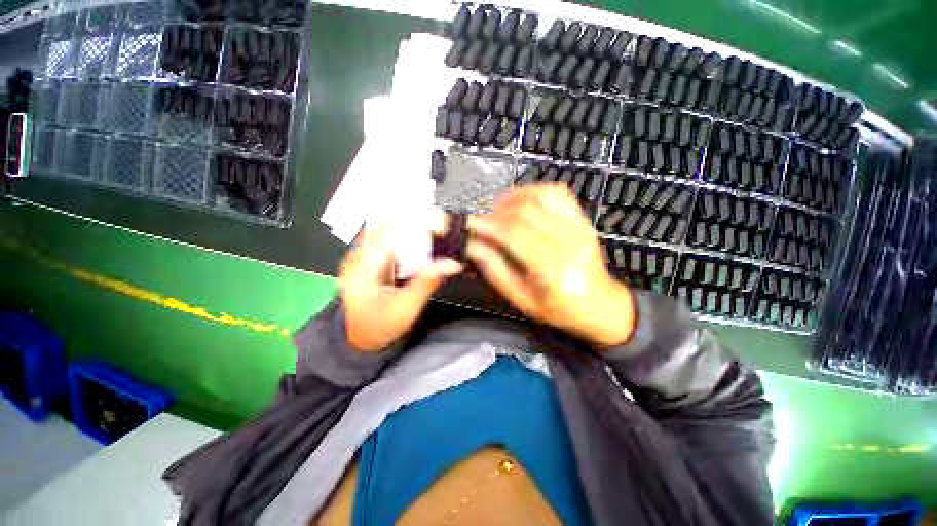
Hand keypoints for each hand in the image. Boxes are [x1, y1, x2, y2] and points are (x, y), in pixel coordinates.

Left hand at [339, 225, 462, 351]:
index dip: (408, 221)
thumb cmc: (381, 326)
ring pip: (386, 233)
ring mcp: (360, 257)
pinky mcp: (367, 261)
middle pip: (386, 227)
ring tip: (432, 230)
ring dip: (408, 231)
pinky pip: (386, 242)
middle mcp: (356, 257)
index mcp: (361, 268)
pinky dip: (404, 241)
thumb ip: (427, 282)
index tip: (433, 219)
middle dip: (411, 224)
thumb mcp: (406, 308)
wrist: (361, 339)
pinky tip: (420, 244)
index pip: (384, 231)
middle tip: (438, 224)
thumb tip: (452, 263)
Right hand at [467, 184, 635, 347]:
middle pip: (525, 211)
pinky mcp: (583, 219)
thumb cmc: (558, 309)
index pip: (514, 233)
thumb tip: (473, 245)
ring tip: (497, 211)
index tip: (469, 223)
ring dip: (512, 198)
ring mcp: (580, 226)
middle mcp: (569, 241)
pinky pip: (556, 193)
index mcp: (553, 269)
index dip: (487, 224)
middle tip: (481, 221)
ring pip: (540, 195)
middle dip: (495, 212)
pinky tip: (520, 203)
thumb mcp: (521, 299)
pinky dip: (533, 192)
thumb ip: (495, 269)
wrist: (600, 305)